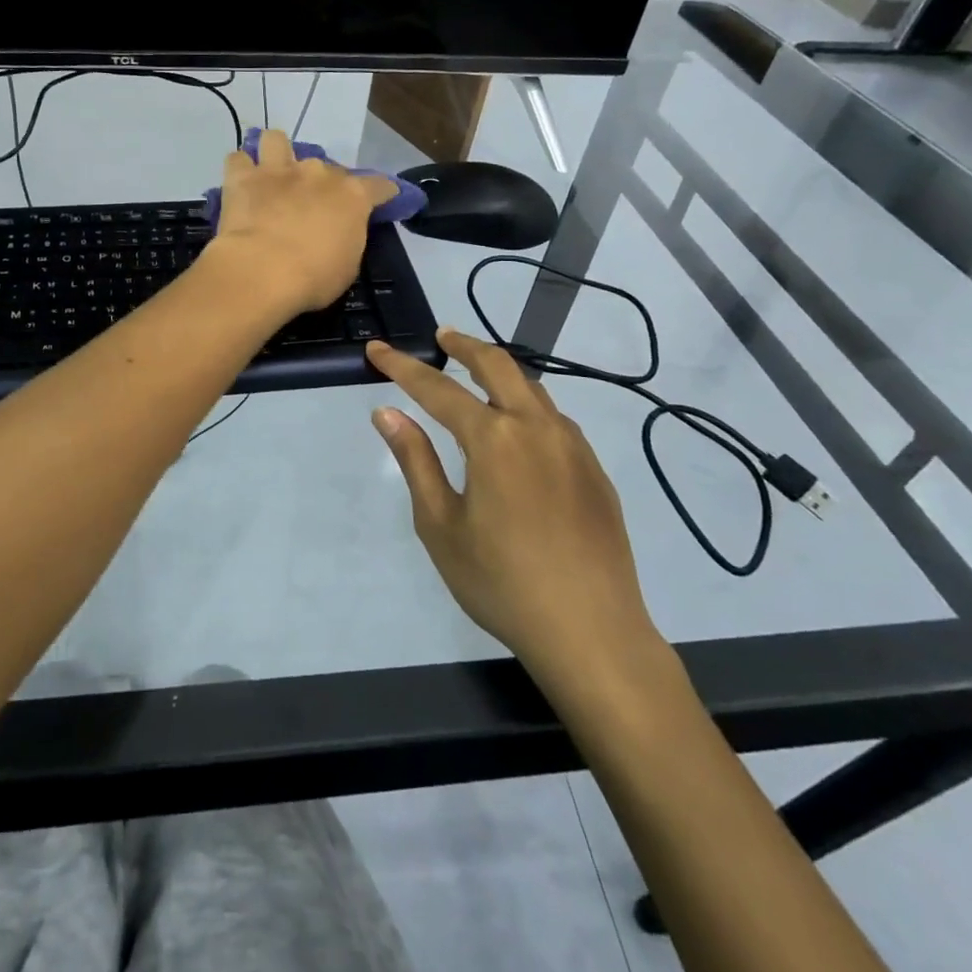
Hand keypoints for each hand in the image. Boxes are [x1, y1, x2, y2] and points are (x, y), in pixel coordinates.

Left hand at [204, 129, 396, 320]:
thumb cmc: (314, 278)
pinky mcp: (243, 178)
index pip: (379, 185)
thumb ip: (347, 240)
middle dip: (321, 184)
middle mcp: (318, 173)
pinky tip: (241, 185)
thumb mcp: (347, 266)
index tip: (381, 201)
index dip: (382, 193)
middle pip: (326, 167)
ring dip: (276, 155)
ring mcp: (278, 170)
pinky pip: (238, 159)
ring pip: (276, 140)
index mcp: (352, 196)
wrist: (263, 271)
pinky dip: (240, 170)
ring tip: (273, 176)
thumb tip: (339, 233)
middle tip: (311, 207)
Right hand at [365, 330, 658, 676]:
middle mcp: (536, 428)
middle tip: (441, 337)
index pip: (438, 388)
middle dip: (464, 345)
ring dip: (499, 373)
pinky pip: (554, 419)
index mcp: (494, 439)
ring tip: (475, 376)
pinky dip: (526, 405)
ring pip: (532, 388)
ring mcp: (573, 446)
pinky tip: (516, 429)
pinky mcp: (594, 469)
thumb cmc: (502, 582)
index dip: (402, 366)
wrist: (592, 633)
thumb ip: (415, 461)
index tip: (377, 349)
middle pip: (498, 365)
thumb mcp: (441, 526)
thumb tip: (388, 413)